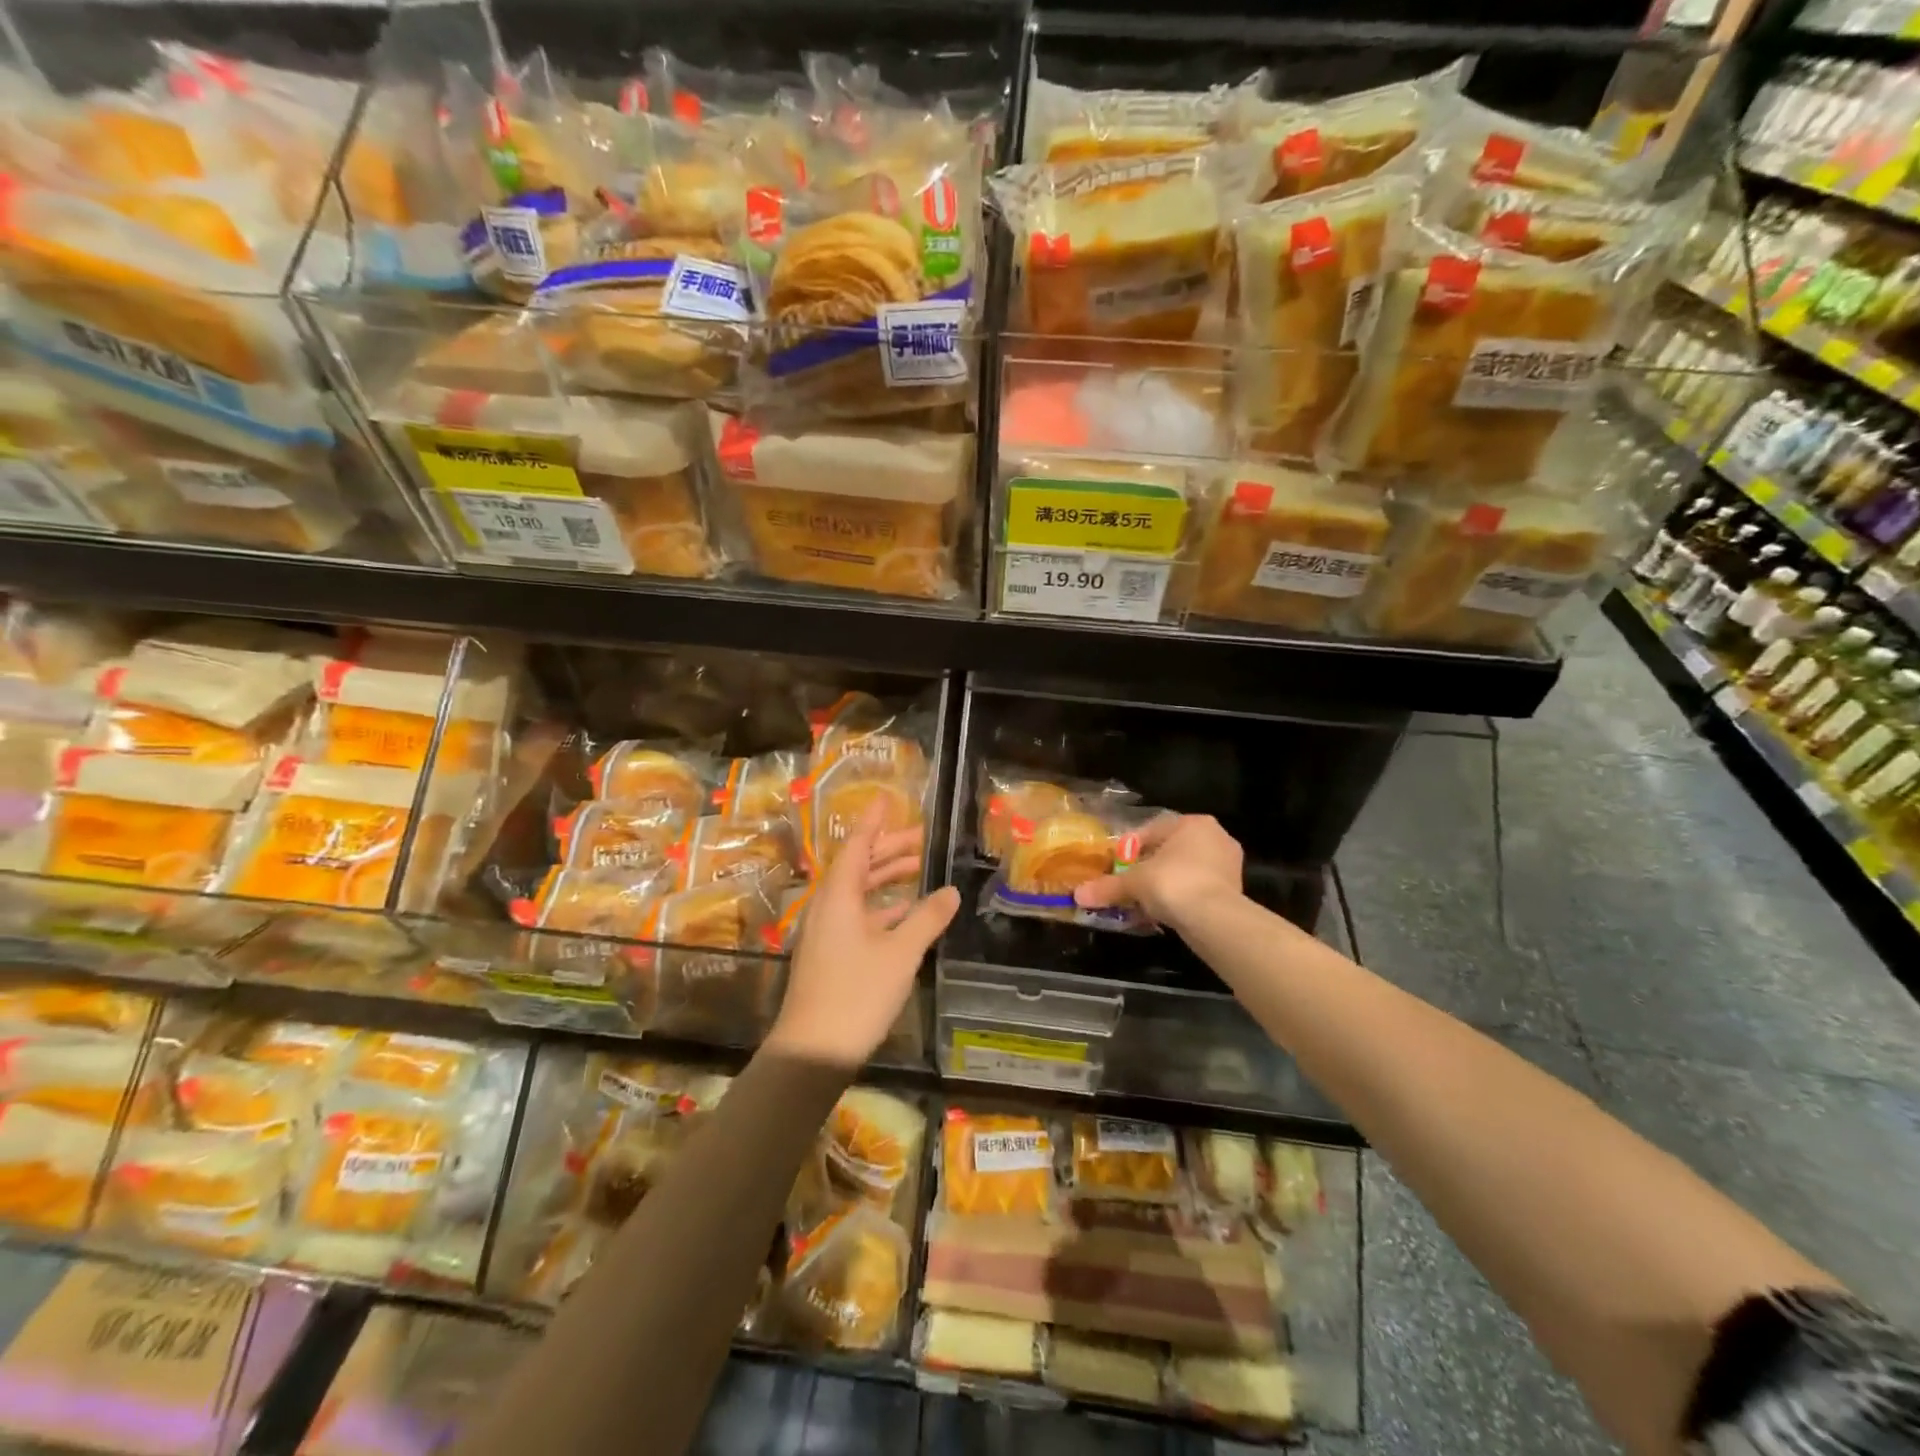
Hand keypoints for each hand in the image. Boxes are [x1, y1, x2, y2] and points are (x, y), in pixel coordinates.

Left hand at [770, 803, 959, 1069]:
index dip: (874, 822)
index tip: (887, 799)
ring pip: (858, 893)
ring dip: (886, 878)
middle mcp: (828, 907)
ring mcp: (826, 932)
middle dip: (888, 849)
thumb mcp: (901, 953)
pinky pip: (857, 916)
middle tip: (920, 836)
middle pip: (858, 867)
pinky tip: (905, 914)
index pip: (857, 846)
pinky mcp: (830, 955)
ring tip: (918, 868)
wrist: (813, 1050)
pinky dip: (881, 908)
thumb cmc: (857, 992)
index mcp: (838, 896)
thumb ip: (927, 918)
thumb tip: (951, 891)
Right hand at [1073, 813, 1243, 931]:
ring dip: (1164, 884)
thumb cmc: (1173, 883)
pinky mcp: (1234, 891)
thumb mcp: (1134, 883)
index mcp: (1193, 823)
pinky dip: (1181, 898)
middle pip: (1170, 850)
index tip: (1116, 865)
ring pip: (1185, 870)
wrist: (1215, 920)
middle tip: (1129, 883)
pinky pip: (1198, 889)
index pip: (1153, 830)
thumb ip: (1108, 886)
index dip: (1130, 848)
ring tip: (1143, 901)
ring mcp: (1228, 865)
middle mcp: (1215, 837)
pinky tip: (1164, 912)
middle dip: (1148, 867)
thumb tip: (1078, 894)